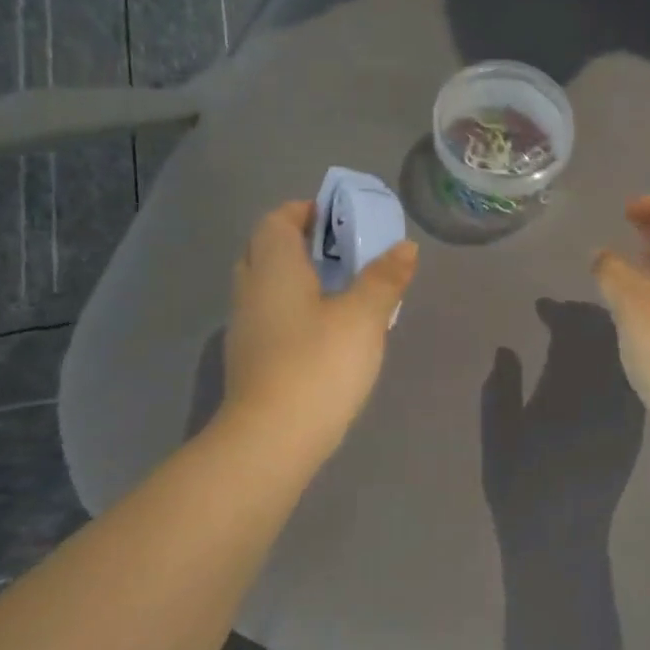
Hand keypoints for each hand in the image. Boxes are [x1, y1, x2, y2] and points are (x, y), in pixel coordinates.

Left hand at [223, 201, 418, 457]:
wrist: (272, 438)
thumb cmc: (319, 364)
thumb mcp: (364, 317)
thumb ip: (385, 278)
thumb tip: (405, 246)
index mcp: (273, 267)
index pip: (278, 220)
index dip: (304, 210)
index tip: (338, 216)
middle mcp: (250, 289)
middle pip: (266, 249)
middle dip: (299, 242)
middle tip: (342, 250)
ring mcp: (245, 326)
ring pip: (266, 284)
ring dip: (297, 277)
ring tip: (340, 287)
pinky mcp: (250, 358)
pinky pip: (270, 314)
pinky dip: (293, 308)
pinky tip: (324, 329)